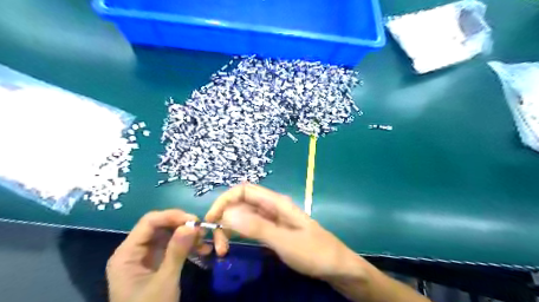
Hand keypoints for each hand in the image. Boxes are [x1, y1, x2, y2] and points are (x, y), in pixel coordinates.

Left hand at [108, 210, 206, 301]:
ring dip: (188, 236)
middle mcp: (134, 251)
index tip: (195, 220)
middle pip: (160, 227)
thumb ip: (176, 252)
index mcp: (127, 253)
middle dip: (182, 226)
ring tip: (205, 241)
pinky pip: (173, 247)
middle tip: (202, 231)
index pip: (149, 222)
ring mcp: (146, 257)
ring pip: (169, 235)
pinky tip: (203, 250)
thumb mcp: (165, 281)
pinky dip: (188, 247)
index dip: (172, 216)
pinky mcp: (157, 263)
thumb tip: (191, 225)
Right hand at [206, 184, 365, 282]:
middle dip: (225, 218)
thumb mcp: (284, 241)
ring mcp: (273, 219)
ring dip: (230, 228)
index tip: (211, 221)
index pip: (243, 190)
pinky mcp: (274, 231)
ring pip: (244, 216)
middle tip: (218, 245)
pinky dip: (239, 233)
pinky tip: (234, 245)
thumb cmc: (314, 252)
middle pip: (241, 203)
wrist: (337, 267)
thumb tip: (227, 213)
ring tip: (223, 249)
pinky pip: (251, 227)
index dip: (225, 201)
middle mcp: (272, 207)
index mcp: (276, 203)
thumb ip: (257, 227)